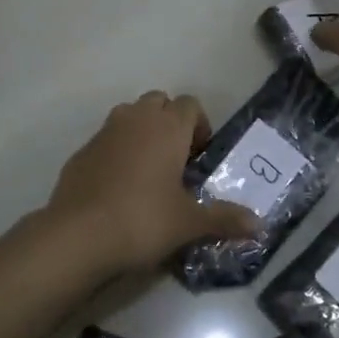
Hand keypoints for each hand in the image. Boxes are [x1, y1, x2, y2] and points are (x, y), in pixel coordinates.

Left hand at [47, 92, 259, 273]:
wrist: (78, 235)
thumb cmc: (143, 220)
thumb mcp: (189, 223)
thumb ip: (225, 219)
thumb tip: (260, 226)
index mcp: (167, 127)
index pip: (190, 104)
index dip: (200, 125)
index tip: (200, 156)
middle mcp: (135, 119)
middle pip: (158, 102)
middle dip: (170, 122)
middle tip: (176, 159)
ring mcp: (104, 132)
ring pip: (128, 115)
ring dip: (141, 131)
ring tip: (148, 170)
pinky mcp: (81, 152)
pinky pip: (106, 140)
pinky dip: (116, 151)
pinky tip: (118, 187)